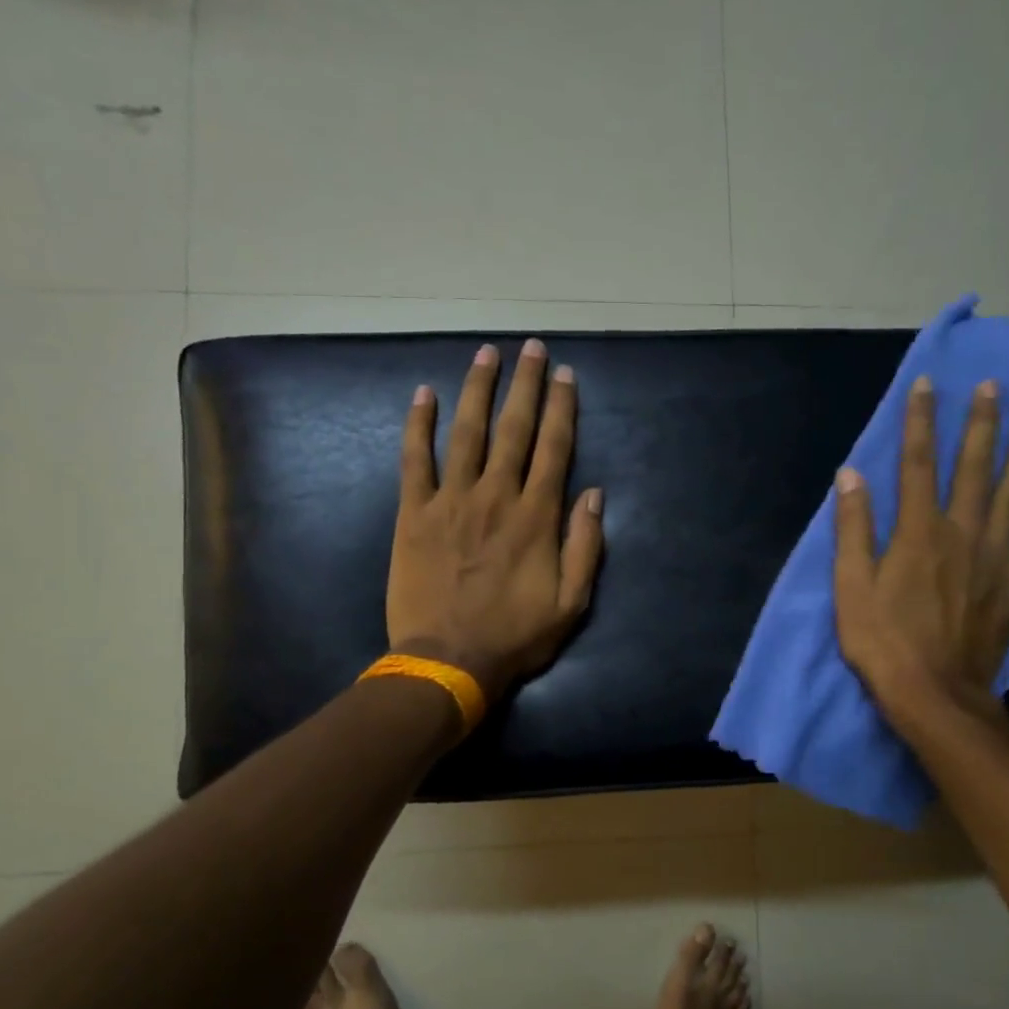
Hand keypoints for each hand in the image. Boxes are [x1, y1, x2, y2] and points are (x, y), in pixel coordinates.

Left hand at [387, 338, 603, 702]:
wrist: (448, 660)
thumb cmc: (515, 636)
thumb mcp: (571, 602)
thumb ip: (585, 545)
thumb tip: (593, 493)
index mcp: (536, 517)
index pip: (554, 448)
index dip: (562, 407)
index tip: (565, 374)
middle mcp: (496, 496)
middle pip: (514, 429)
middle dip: (525, 384)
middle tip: (531, 348)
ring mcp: (451, 501)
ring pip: (466, 433)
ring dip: (477, 390)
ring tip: (486, 354)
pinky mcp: (414, 513)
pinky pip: (415, 460)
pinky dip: (418, 425)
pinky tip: (423, 394)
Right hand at [833, 377, 1008, 735]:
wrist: (934, 693)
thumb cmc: (882, 640)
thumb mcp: (850, 586)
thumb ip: (852, 528)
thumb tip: (850, 475)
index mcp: (918, 531)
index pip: (917, 463)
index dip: (920, 421)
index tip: (927, 385)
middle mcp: (962, 532)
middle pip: (973, 467)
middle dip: (979, 423)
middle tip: (992, 387)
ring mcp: (996, 557)